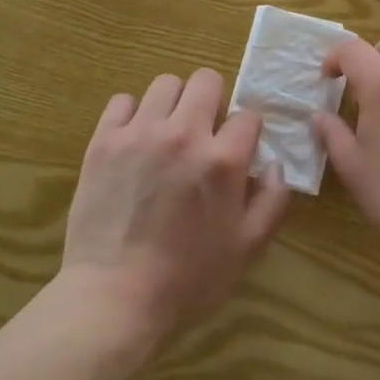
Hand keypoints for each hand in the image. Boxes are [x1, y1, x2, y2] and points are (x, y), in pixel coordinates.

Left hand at [61, 68, 288, 347]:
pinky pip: (122, 101)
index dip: (246, 133)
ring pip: (165, 83)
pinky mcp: (104, 141)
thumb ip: (272, 202)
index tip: (238, 152)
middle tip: (204, 133)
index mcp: (223, 159)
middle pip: (206, 80)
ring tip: (168, 133)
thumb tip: (276, 166)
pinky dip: (132, 115)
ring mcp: (140, 133)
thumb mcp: (246, 250)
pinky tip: (134, 141)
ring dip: (173, 103)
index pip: (247, 115)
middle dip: (212, 101)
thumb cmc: (186, 281)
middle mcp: (184, 134)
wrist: (112, 299)